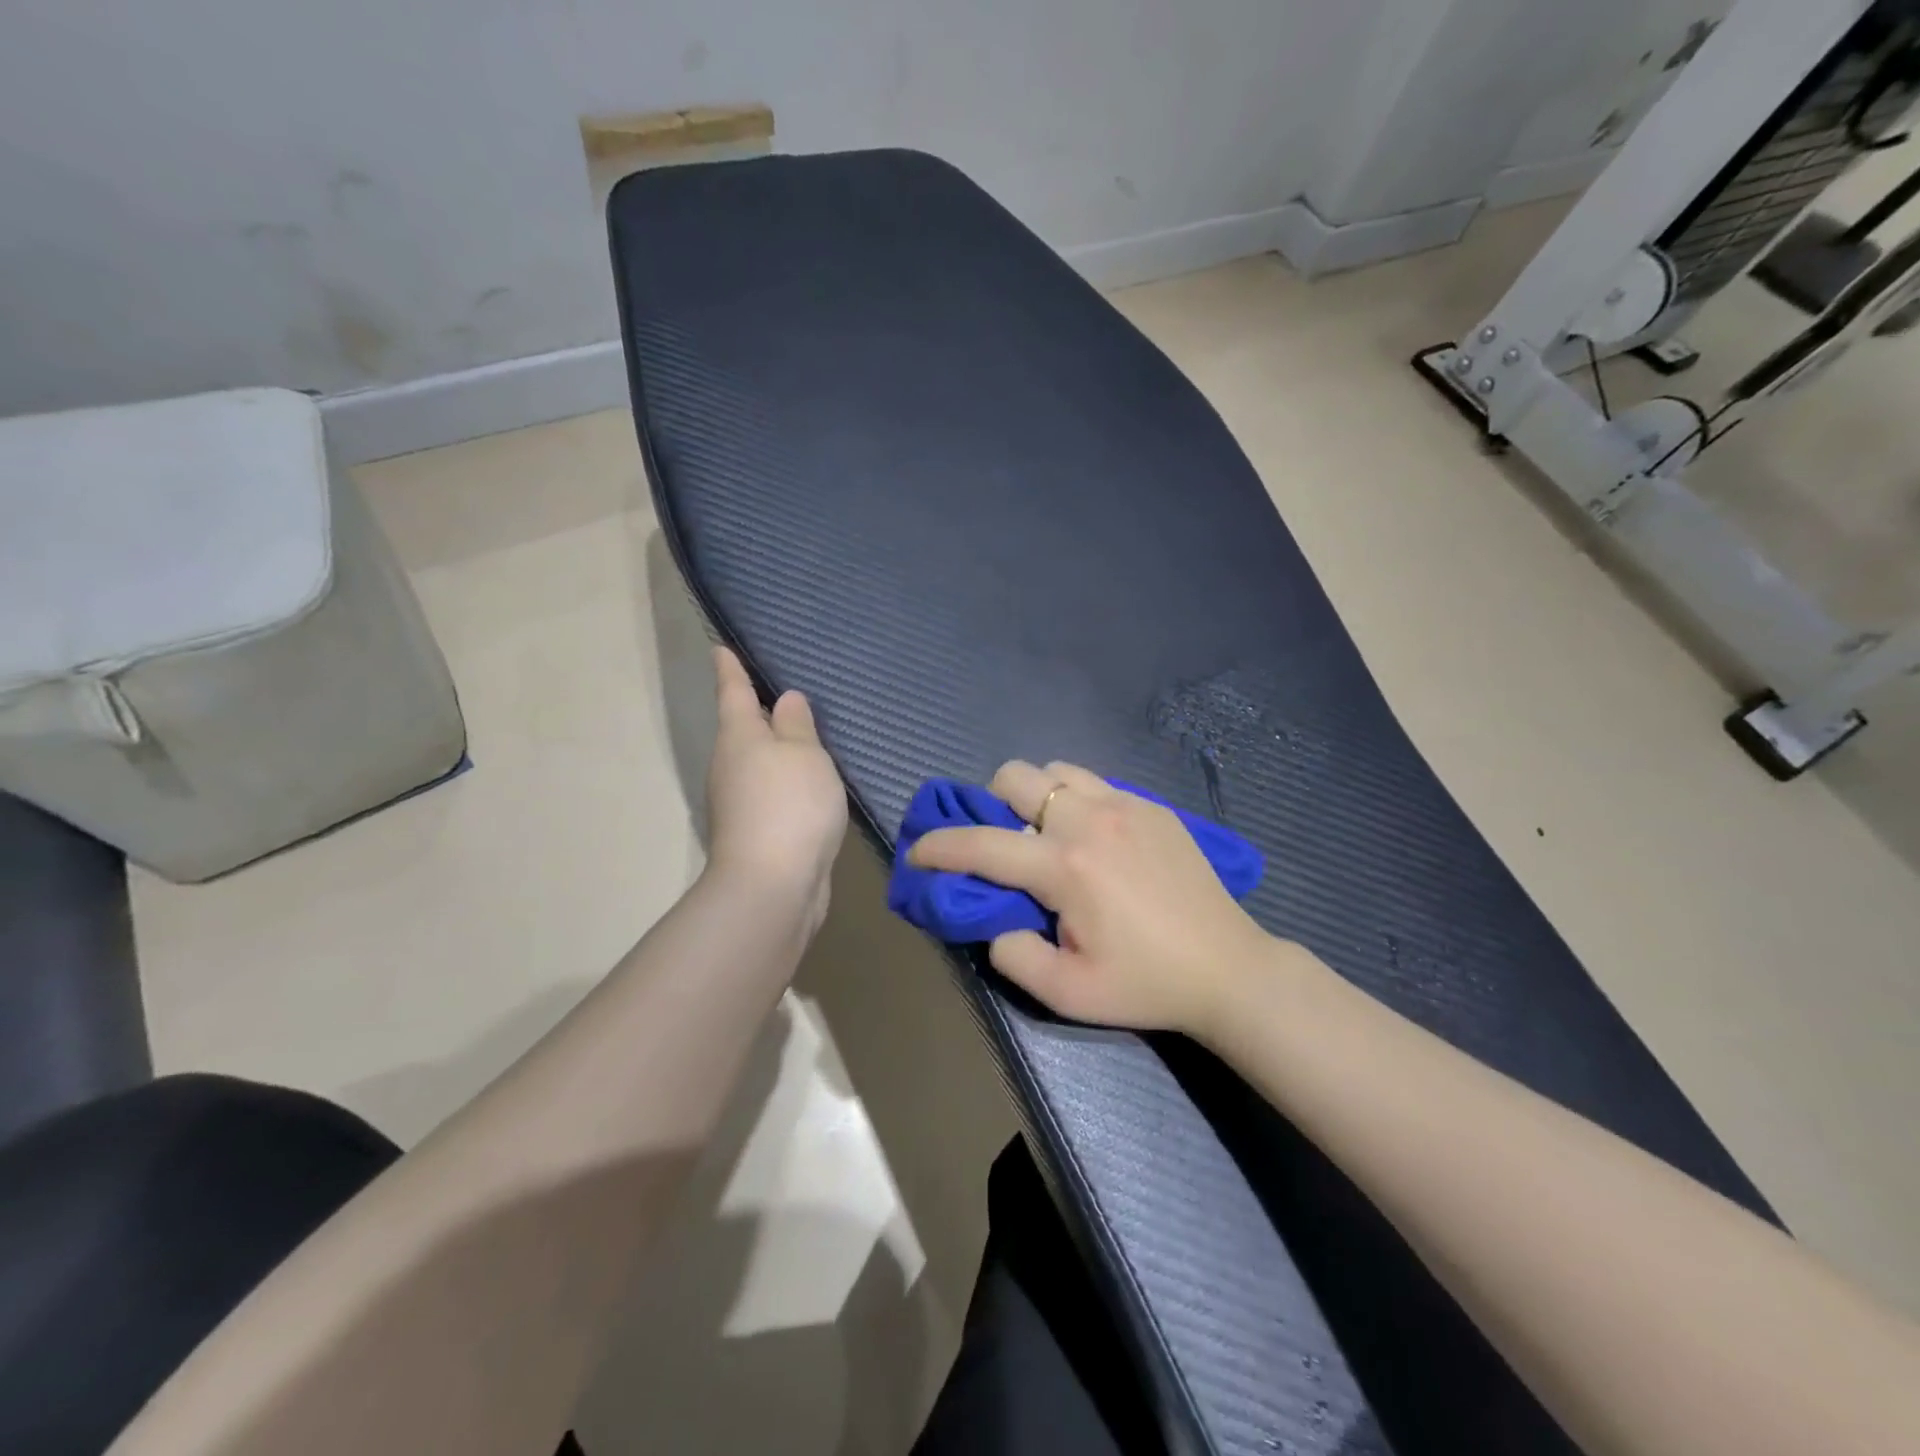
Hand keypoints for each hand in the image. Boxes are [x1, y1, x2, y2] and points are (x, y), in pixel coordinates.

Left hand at [705, 647, 847, 922]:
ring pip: (758, 763)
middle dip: (757, 711)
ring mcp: (739, 802)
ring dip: (776, 750)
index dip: (729, 668)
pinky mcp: (755, 832)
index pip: (733, 691)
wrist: (772, 887)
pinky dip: (787, 783)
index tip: (719, 647)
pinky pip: (772, 793)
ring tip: (805, 737)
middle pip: (743, 729)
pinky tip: (810, 785)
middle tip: (782, 691)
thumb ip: (798, 725)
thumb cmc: (790, 805)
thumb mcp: (804, 755)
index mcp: (739, 736)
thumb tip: (785, 701)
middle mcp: (731, 765)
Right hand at [907, 760, 1275, 1037]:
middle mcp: (1089, 819)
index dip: (938, 846)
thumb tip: (994, 920)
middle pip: (1015, 776)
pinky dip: (1077, 801)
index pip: (981, 844)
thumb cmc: (1145, 984)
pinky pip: (1096, 783)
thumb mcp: (1067, 992)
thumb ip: (1011, 953)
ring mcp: (1125, 805)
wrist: (1227, 967)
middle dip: (992, 804)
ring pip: (1057, 771)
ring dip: (1038, 797)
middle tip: (1004, 844)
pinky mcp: (1152, 806)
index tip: (916, 851)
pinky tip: (1095, 840)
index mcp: (1064, 865)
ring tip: (1049, 836)